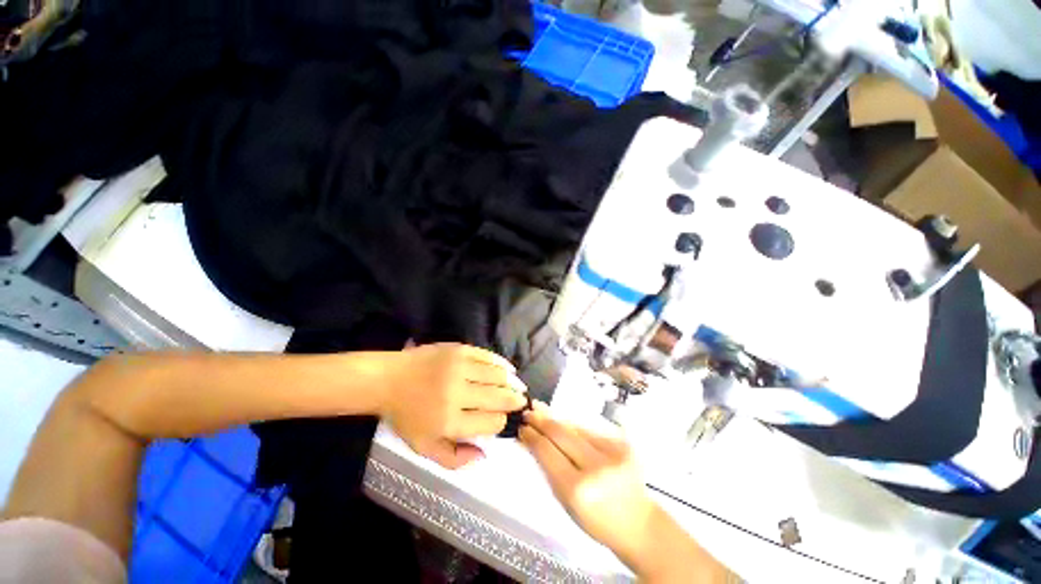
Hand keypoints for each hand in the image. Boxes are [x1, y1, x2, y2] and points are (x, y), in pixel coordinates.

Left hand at [380, 343, 526, 468]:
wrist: (389, 379)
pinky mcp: (459, 350)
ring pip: (497, 375)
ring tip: (519, 386)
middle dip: (514, 401)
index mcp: (449, 421)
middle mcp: (457, 393)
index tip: (500, 420)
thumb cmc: (407, 415)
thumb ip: (454, 458)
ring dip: (512, 382)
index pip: (491, 422)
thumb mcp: (424, 447)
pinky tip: (509, 369)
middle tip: (521, 401)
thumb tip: (484, 455)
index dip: (501, 422)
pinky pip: (488, 356)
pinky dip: (502, 363)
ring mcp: (459, 368)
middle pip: (499, 397)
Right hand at [521, 404, 733, 582]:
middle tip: (529, 411)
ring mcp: (613, 451)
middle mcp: (596, 467)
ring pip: (575, 427)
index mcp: (577, 489)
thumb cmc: (596, 520)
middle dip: (542, 420)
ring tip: (542, 411)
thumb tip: (530, 440)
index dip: (532, 436)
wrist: (639, 523)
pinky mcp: (623, 442)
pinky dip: (575, 427)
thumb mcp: (565, 501)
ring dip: (557, 420)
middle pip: (560, 432)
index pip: (547, 451)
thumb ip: (547, 467)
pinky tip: (565, 424)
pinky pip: (590, 430)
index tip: (522, 427)